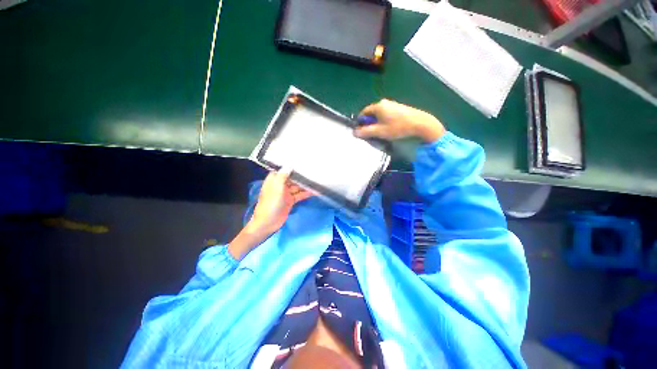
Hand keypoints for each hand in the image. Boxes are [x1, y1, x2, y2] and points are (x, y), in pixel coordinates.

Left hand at [248, 167, 313, 235]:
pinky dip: (306, 193)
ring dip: (305, 184)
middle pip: (292, 178)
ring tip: (317, 179)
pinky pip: (299, 195)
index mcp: (274, 180)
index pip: (283, 170)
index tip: (302, 161)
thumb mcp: (276, 188)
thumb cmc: (271, 204)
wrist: (268, 223)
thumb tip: (289, 164)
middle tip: (313, 170)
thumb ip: (283, 176)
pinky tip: (315, 191)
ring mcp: (286, 193)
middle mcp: (280, 185)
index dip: (291, 166)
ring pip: (297, 186)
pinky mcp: (290, 201)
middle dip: (301, 175)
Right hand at [354, 99, 445, 142]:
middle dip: (369, 123)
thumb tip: (355, 132)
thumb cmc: (398, 127)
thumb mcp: (380, 132)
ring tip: (381, 133)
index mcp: (378, 106)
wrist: (420, 123)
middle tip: (372, 134)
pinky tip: (389, 129)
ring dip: (377, 123)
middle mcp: (384, 102)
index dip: (361, 122)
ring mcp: (392, 104)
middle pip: (371, 113)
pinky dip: (384, 121)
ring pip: (379, 115)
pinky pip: (386, 114)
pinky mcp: (399, 108)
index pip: (364, 112)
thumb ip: (366, 132)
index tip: (362, 131)